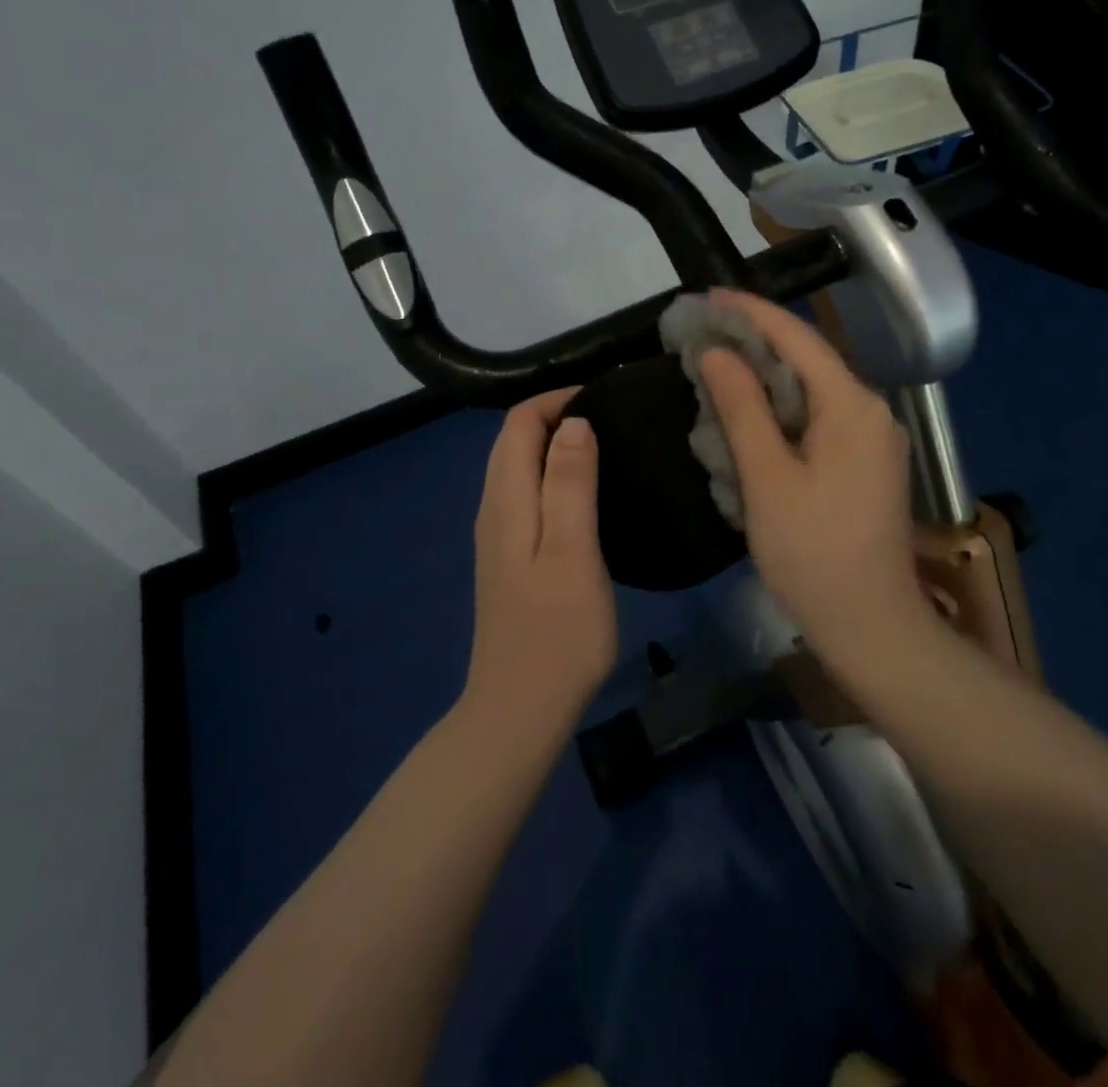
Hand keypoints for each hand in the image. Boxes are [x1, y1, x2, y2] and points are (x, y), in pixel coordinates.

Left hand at [463, 389, 618, 738]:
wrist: (520, 710)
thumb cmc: (557, 633)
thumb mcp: (572, 551)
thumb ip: (569, 483)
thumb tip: (573, 422)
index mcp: (506, 500)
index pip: (519, 422)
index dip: (557, 399)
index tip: (606, 398)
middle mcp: (494, 509)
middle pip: (514, 441)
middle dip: (556, 415)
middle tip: (614, 418)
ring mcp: (499, 536)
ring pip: (519, 467)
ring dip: (555, 445)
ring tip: (607, 447)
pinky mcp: (510, 559)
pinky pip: (526, 495)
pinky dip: (553, 475)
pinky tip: (588, 494)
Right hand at [698, 290, 934, 668]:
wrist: (871, 626)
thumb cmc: (813, 553)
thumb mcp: (768, 478)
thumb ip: (742, 408)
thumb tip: (717, 352)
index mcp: (852, 406)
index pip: (798, 338)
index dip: (751, 312)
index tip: (708, 297)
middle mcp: (871, 410)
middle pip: (808, 359)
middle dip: (755, 341)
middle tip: (701, 332)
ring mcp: (873, 438)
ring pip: (812, 389)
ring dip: (765, 376)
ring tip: (715, 364)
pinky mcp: (866, 463)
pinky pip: (819, 418)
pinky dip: (781, 408)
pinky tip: (748, 413)